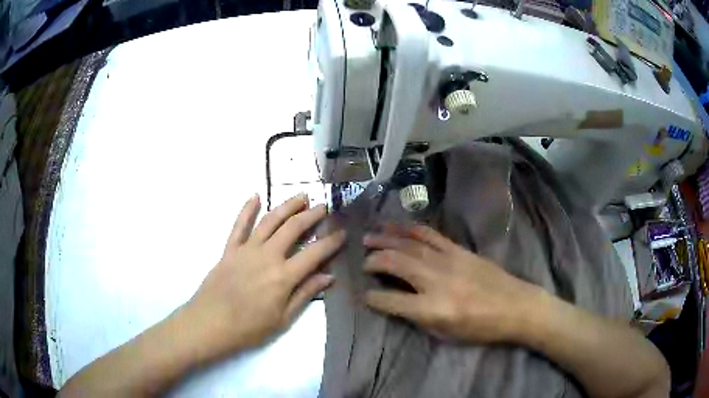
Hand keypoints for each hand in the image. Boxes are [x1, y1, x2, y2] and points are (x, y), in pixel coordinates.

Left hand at [183, 193, 345, 357]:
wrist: (209, 324)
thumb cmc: (249, 328)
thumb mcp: (282, 319)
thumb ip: (305, 294)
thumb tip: (328, 276)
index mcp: (283, 276)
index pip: (314, 253)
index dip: (331, 242)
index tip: (343, 232)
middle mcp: (267, 256)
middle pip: (293, 228)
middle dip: (312, 215)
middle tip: (324, 207)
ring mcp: (246, 250)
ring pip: (270, 221)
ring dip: (287, 206)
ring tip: (301, 197)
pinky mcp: (229, 249)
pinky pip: (239, 225)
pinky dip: (247, 209)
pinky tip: (255, 196)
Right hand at [363, 223, 540, 343]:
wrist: (516, 306)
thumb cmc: (481, 328)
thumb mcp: (446, 334)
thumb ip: (418, 318)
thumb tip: (397, 302)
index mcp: (432, 308)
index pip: (391, 301)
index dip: (373, 298)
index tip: (364, 295)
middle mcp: (436, 280)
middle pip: (395, 263)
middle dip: (374, 261)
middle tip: (361, 261)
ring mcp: (448, 260)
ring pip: (409, 244)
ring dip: (385, 239)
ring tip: (368, 237)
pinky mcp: (458, 249)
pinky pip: (429, 235)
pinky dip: (409, 229)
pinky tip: (396, 226)